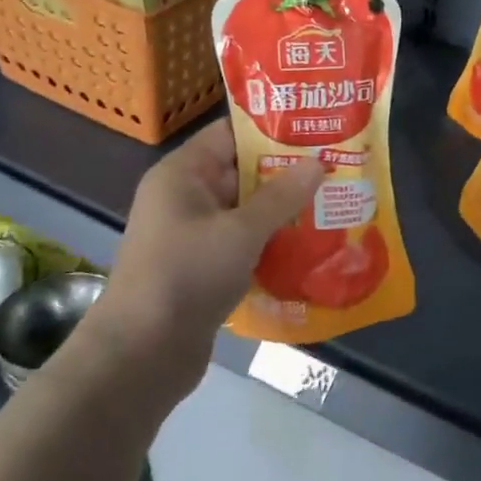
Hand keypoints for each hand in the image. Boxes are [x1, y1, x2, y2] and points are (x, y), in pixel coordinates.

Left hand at [86, 120, 323, 380]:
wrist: (144, 352)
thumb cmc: (188, 275)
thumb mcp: (241, 231)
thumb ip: (281, 196)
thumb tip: (318, 162)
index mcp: (183, 175)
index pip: (229, 135)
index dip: (271, 130)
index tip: (316, 129)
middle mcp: (185, 198)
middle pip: (241, 173)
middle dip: (286, 173)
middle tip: (336, 167)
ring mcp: (193, 236)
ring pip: (246, 212)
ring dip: (283, 211)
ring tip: (333, 203)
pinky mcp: (203, 269)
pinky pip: (243, 244)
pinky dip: (271, 243)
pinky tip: (311, 246)